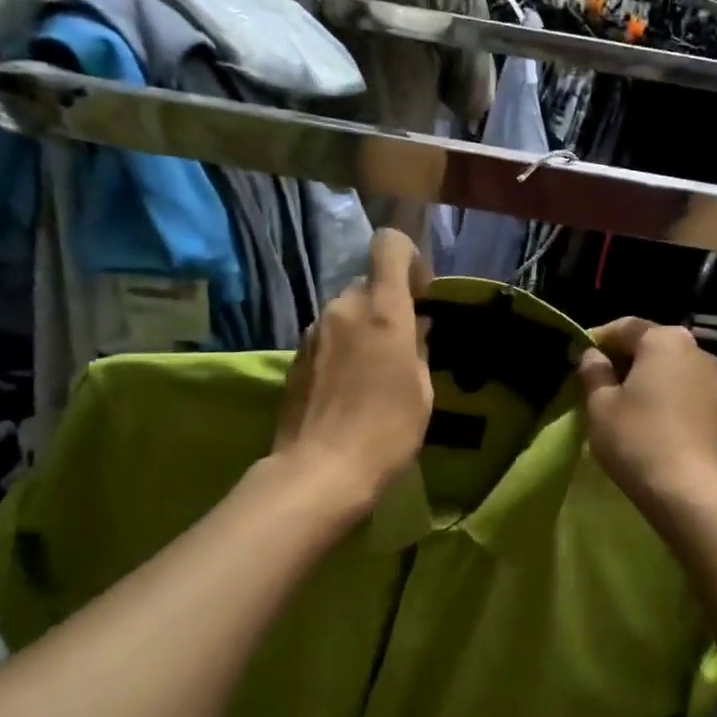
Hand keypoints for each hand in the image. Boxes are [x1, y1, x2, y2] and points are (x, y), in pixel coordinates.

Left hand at [272, 230, 433, 509]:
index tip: (420, 293)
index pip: (389, 245)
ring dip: (362, 330)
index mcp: (382, 310)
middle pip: (367, 286)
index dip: (408, 258)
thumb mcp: (421, 390)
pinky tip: (347, 390)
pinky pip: (326, 338)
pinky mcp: (295, 357)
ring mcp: (313, 332)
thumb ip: (417, 347)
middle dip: (386, 307)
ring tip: (372, 375)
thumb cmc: (386, 430)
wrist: (320, 470)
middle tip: (400, 348)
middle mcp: (343, 308)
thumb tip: (414, 328)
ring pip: (345, 314)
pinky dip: (341, 350)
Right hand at [577, 319, 716, 512]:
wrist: (688, 491)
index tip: (576, 359)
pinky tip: (643, 416)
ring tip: (616, 400)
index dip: (596, 340)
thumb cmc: (637, 438)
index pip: (623, 326)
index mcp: (665, 339)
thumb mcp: (600, 404)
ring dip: (641, 377)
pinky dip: (660, 393)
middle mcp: (695, 349)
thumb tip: (591, 355)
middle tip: (593, 380)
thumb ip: (593, 371)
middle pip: (648, 344)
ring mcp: (711, 378)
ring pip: (666, 366)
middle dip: (620, 358)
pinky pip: (680, 387)